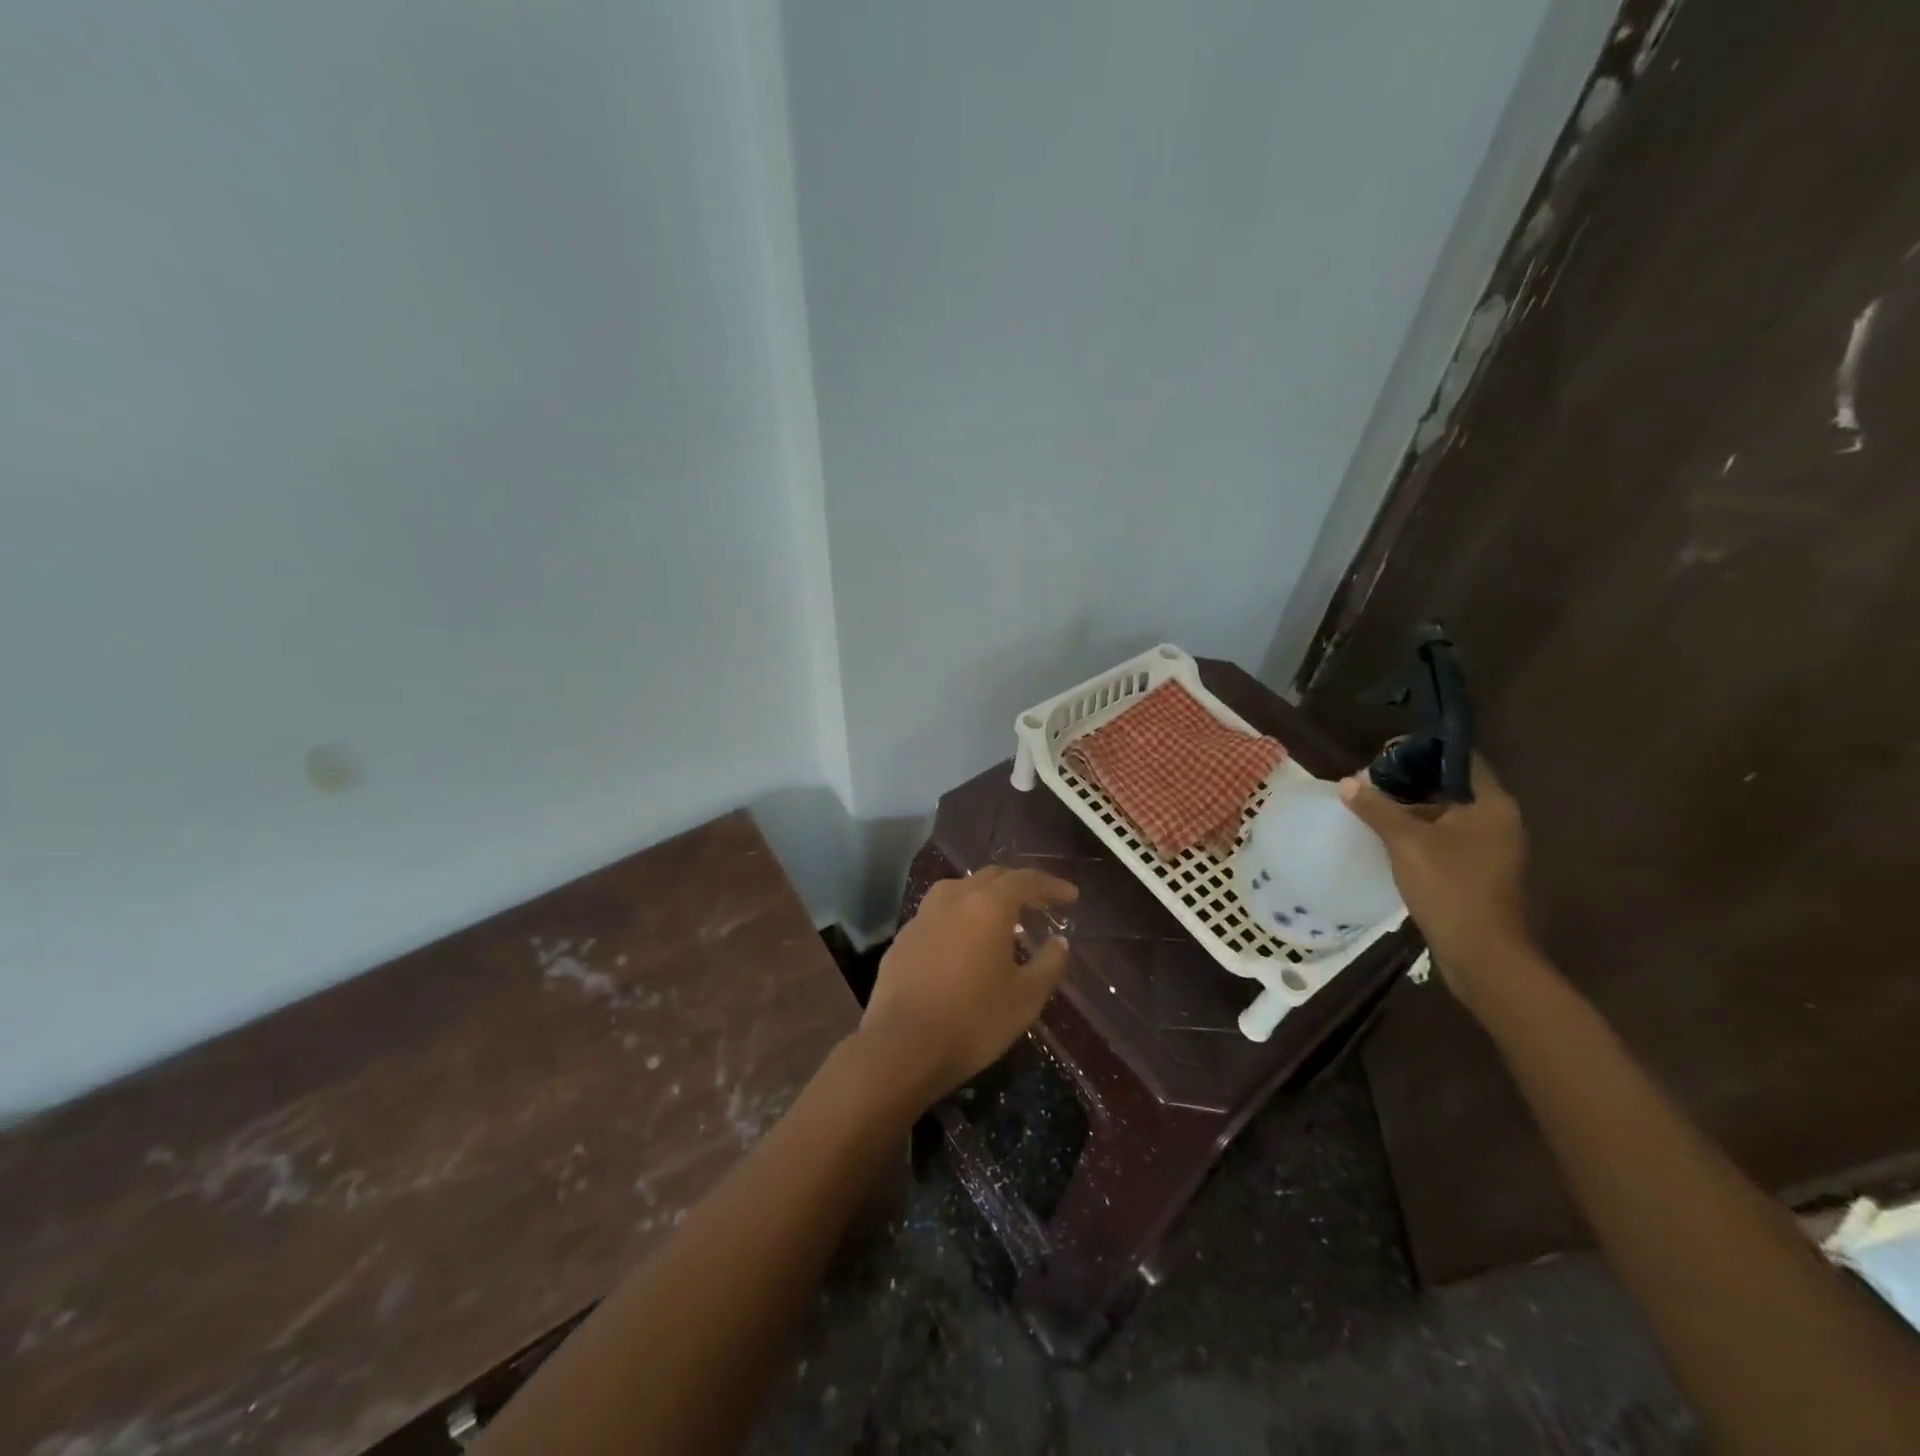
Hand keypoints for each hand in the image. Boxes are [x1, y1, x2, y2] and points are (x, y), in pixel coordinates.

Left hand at [857, 866, 1078, 1107]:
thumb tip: (1060, 942)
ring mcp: (922, 918)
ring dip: (984, 897)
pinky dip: (958, 918)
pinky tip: (963, 944)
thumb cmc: (974, 1020)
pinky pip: (937, 916)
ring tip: (1001, 919)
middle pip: (990, 878)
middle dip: (1018, 886)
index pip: (1024, 880)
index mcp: (986, 906)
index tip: (1070, 896)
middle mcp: (952, 900)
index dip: (1050, 885)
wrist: (902, 1048)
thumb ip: (1049, 964)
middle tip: (1040, 905)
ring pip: (958, 890)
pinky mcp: (902, 940)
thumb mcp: (1026, 998)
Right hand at [1339, 756, 1534, 999]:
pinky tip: (1387, 838)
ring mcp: (1490, 848)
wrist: (1482, 954)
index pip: (1460, 759)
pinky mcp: (1478, 871)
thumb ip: (1377, 809)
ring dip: (1411, 809)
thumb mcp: (1406, 843)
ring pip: (1446, 814)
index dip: (1423, 751)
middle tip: (1369, 780)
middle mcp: (1497, 820)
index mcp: (1491, 804)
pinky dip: (1419, 832)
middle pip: (1450, 786)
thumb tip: (1348, 782)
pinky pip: (1445, 839)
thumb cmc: (1450, 887)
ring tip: (1370, 806)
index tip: (1385, 752)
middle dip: (1409, 781)